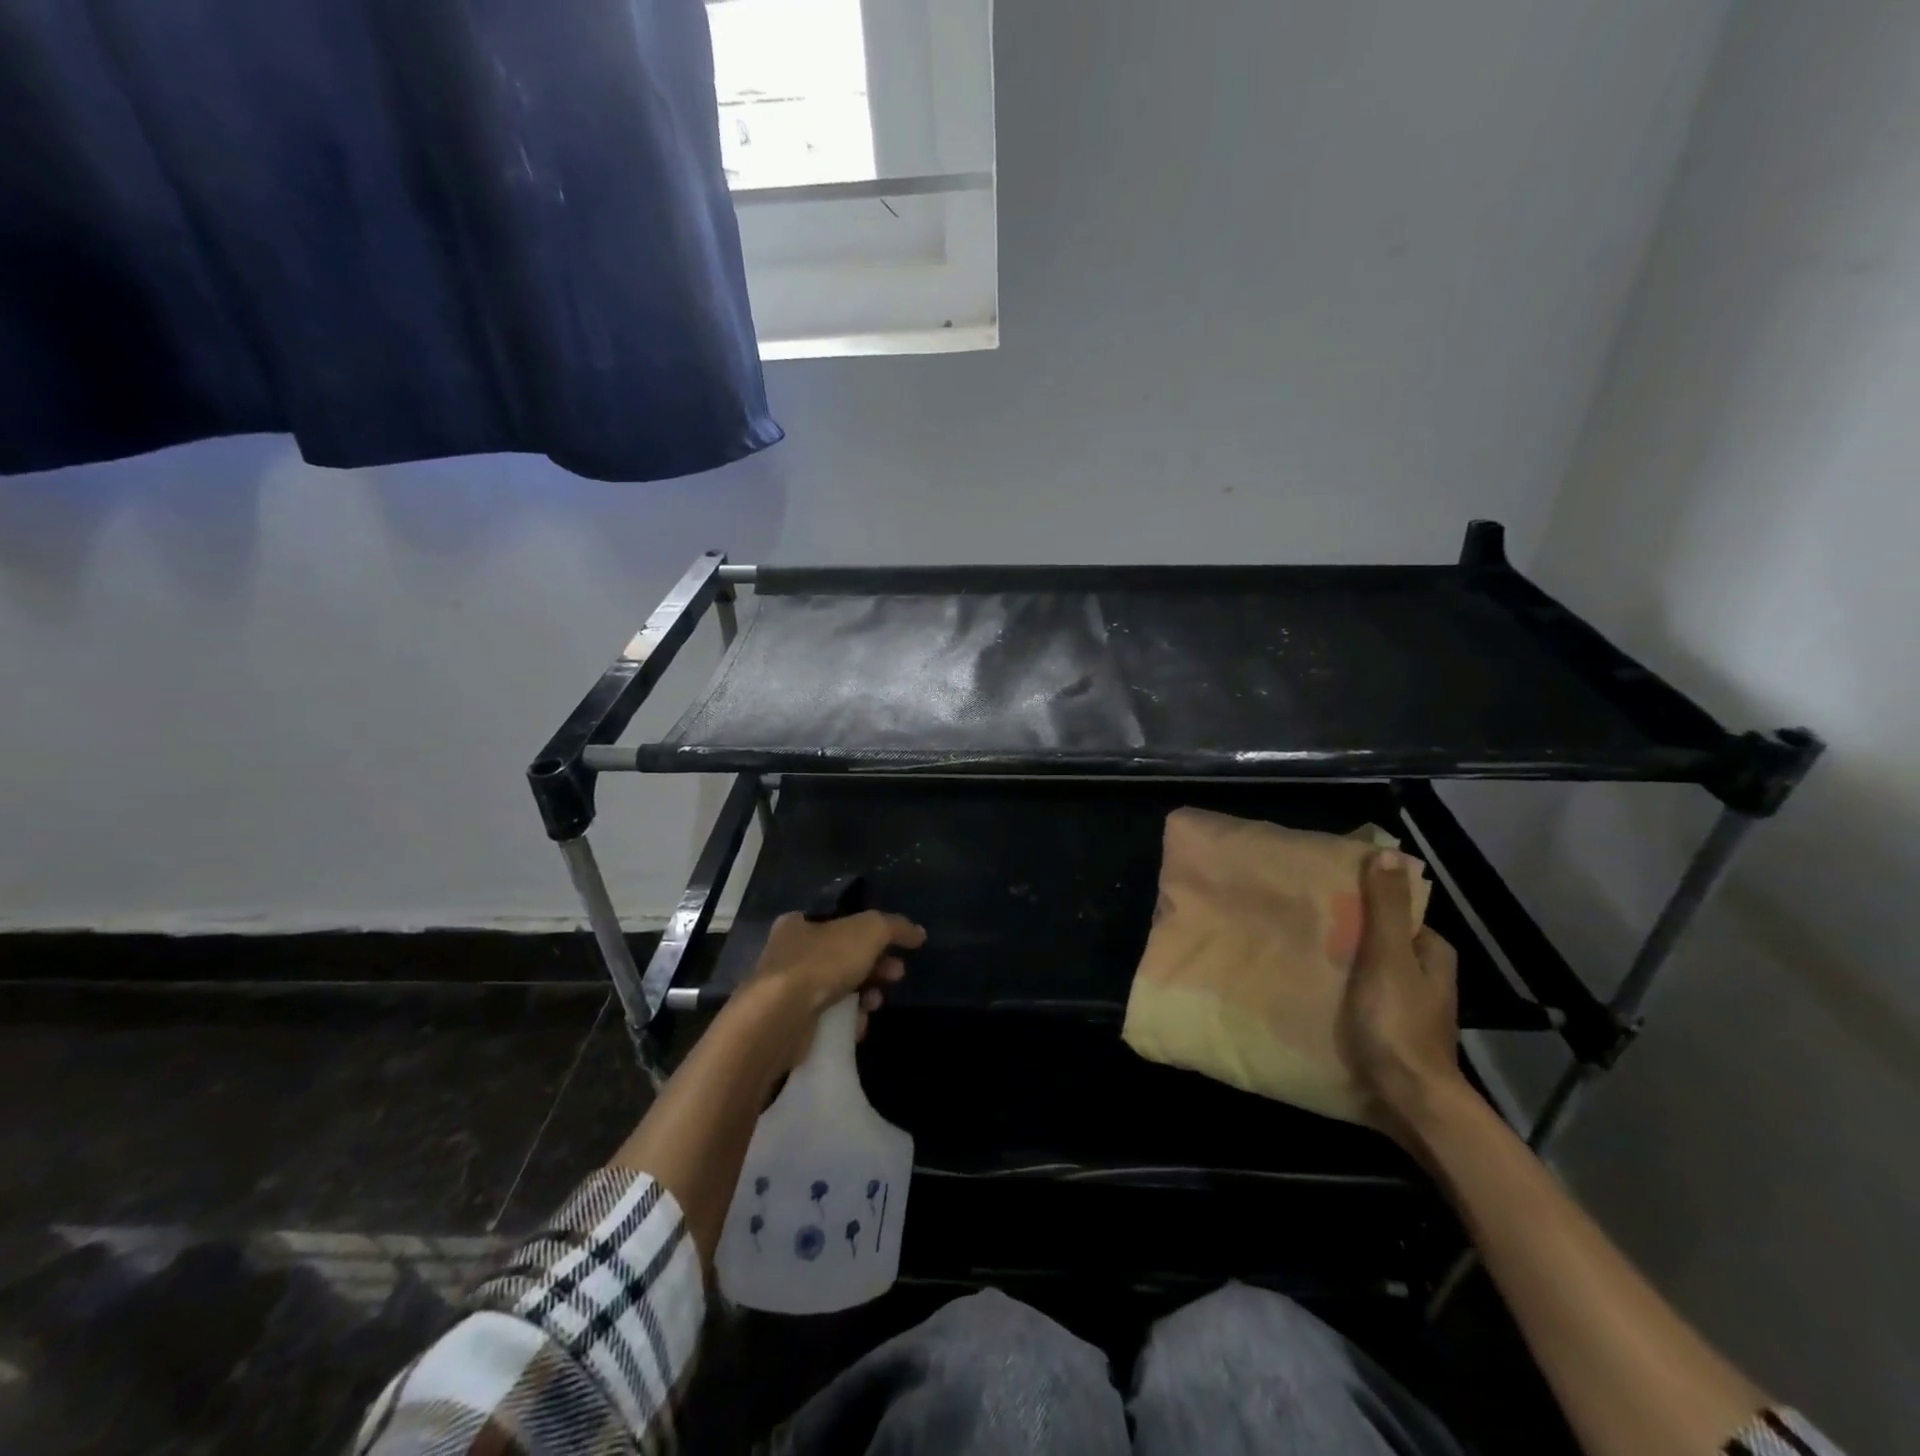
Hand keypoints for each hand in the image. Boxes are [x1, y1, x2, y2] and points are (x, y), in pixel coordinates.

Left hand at [745, 908, 925, 1047]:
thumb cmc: (822, 962)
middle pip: (843, 957)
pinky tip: (858, 1025)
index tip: (896, 948)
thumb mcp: (868, 931)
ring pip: (838, 990)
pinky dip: (847, 1021)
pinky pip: (828, 1019)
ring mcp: (788, 992)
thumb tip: (918, 932)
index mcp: (799, 924)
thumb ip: (895, 927)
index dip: (872, 934)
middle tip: (896, 975)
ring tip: (875, 1003)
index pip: (841, 923)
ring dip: (864, 995)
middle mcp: (789, 955)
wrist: (781, 1018)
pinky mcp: (791, 1025)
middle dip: (875, 967)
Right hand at [1338, 850, 1468, 1143]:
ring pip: (1374, 972)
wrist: (1409, 1099)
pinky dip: (1345, 991)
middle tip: (1310, 925)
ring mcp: (1412, 1009)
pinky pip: (1365, 998)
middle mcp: (1429, 979)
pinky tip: (1316, 991)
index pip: (1400, 915)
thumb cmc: (1398, 1022)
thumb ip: (1387, 908)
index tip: (1331, 898)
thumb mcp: (1389, 957)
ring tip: (1305, 954)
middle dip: (1353, 934)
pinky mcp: (1393, 1033)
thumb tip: (1388, 852)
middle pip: (1385, 943)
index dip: (1368, 903)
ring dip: (1346, 964)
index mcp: (1434, 955)